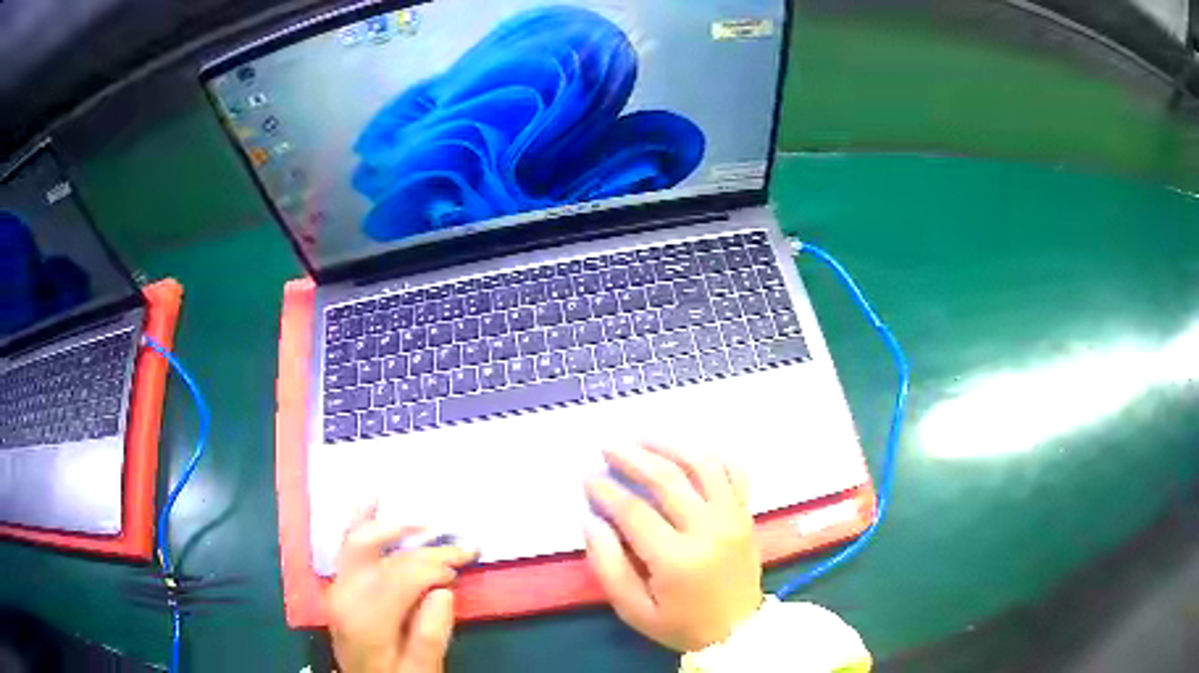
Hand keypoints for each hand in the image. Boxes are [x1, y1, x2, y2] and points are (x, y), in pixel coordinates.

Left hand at [327, 506, 476, 672]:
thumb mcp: (421, 670)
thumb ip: (430, 635)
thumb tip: (443, 590)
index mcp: (367, 619)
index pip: (403, 575)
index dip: (436, 563)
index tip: (466, 559)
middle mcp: (345, 594)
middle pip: (384, 555)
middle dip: (423, 545)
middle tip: (457, 543)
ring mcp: (337, 586)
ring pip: (358, 541)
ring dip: (391, 525)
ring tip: (422, 516)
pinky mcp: (339, 584)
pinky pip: (346, 545)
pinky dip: (358, 520)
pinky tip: (368, 499)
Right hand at [585, 444, 763, 652]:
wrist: (738, 632)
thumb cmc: (680, 624)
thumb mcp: (634, 609)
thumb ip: (608, 566)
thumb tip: (592, 521)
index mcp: (676, 559)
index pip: (634, 512)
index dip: (606, 490)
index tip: (588, 477)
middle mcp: (708, 530)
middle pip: (668, 479)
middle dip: (632, 457)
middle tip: (608, 447)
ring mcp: (733, 518)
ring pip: (703, 466)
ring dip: (671, 446)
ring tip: (643, 438)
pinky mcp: (746, 515)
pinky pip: (735, 473)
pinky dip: (713, 457)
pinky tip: (690, 453)